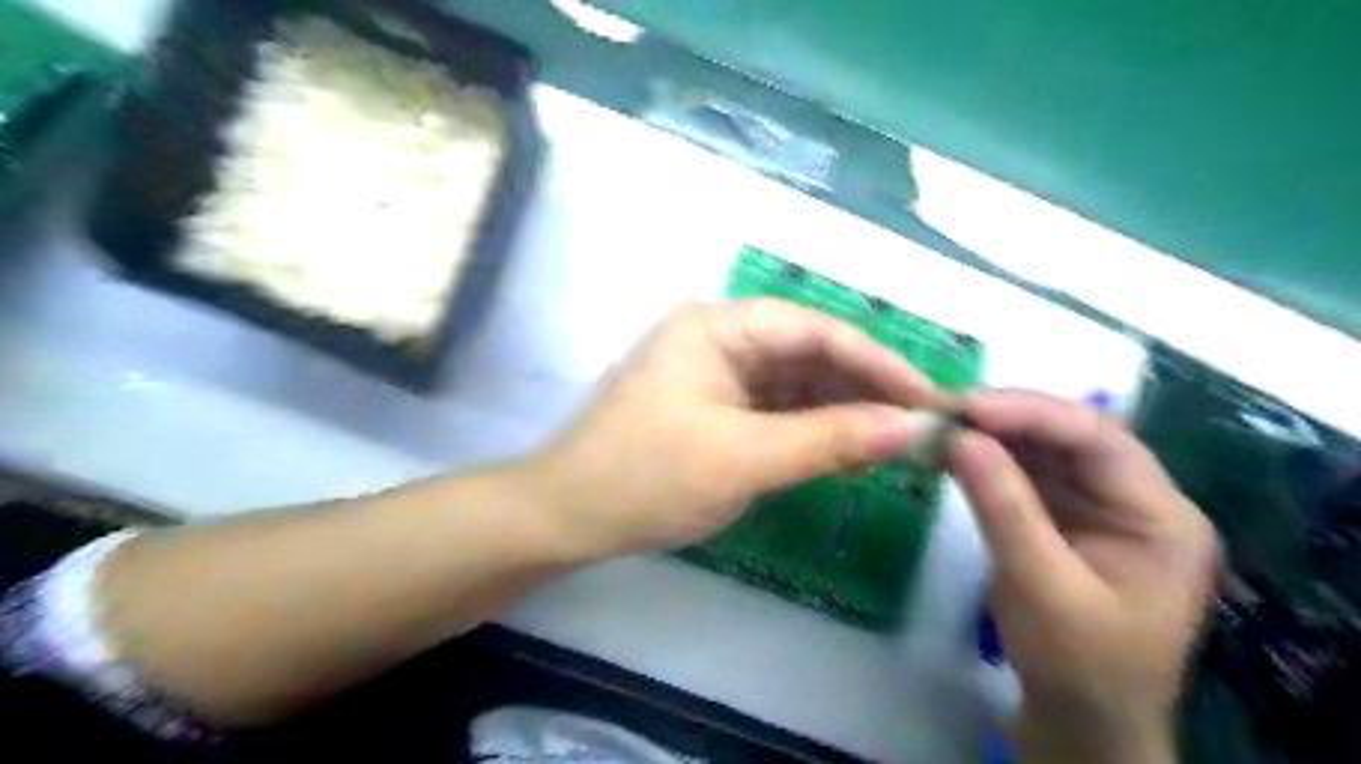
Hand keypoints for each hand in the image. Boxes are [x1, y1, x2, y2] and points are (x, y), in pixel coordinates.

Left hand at [528, 298, 948, 559]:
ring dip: (840, 411)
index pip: (814, 330)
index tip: (928, 397)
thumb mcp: (744, 458)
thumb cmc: (647, 477)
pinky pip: (774, 411)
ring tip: (896, 441)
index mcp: (717, 327)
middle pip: (806, 354)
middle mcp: (718, 339)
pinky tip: (848, 449)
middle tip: (920, 425)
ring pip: (793, 385)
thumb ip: (830, 440)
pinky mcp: (713, 410)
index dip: (875, 361)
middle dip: (862, 388)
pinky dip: (810, 430)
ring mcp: (714, 376)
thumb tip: (912, 428)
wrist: (566, 518)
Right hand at [948, 393, 1224, 763]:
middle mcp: (1137, 499)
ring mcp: (1099, 506)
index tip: (967, 407)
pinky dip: (988, 459)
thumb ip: (1002, 506)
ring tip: (939, 423)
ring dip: (991, 434)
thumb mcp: (1039, 586)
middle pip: (1072, 436)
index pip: (1099, 439)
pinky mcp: (1065, 516)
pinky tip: (953, 450)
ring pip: (1044, 449)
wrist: (1080, 724)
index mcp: (1161, 517)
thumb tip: (958, 437)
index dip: (1032, 413)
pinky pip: (1026, 473)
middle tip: (943, 410)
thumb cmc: (1076, 665)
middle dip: (1006, 418)